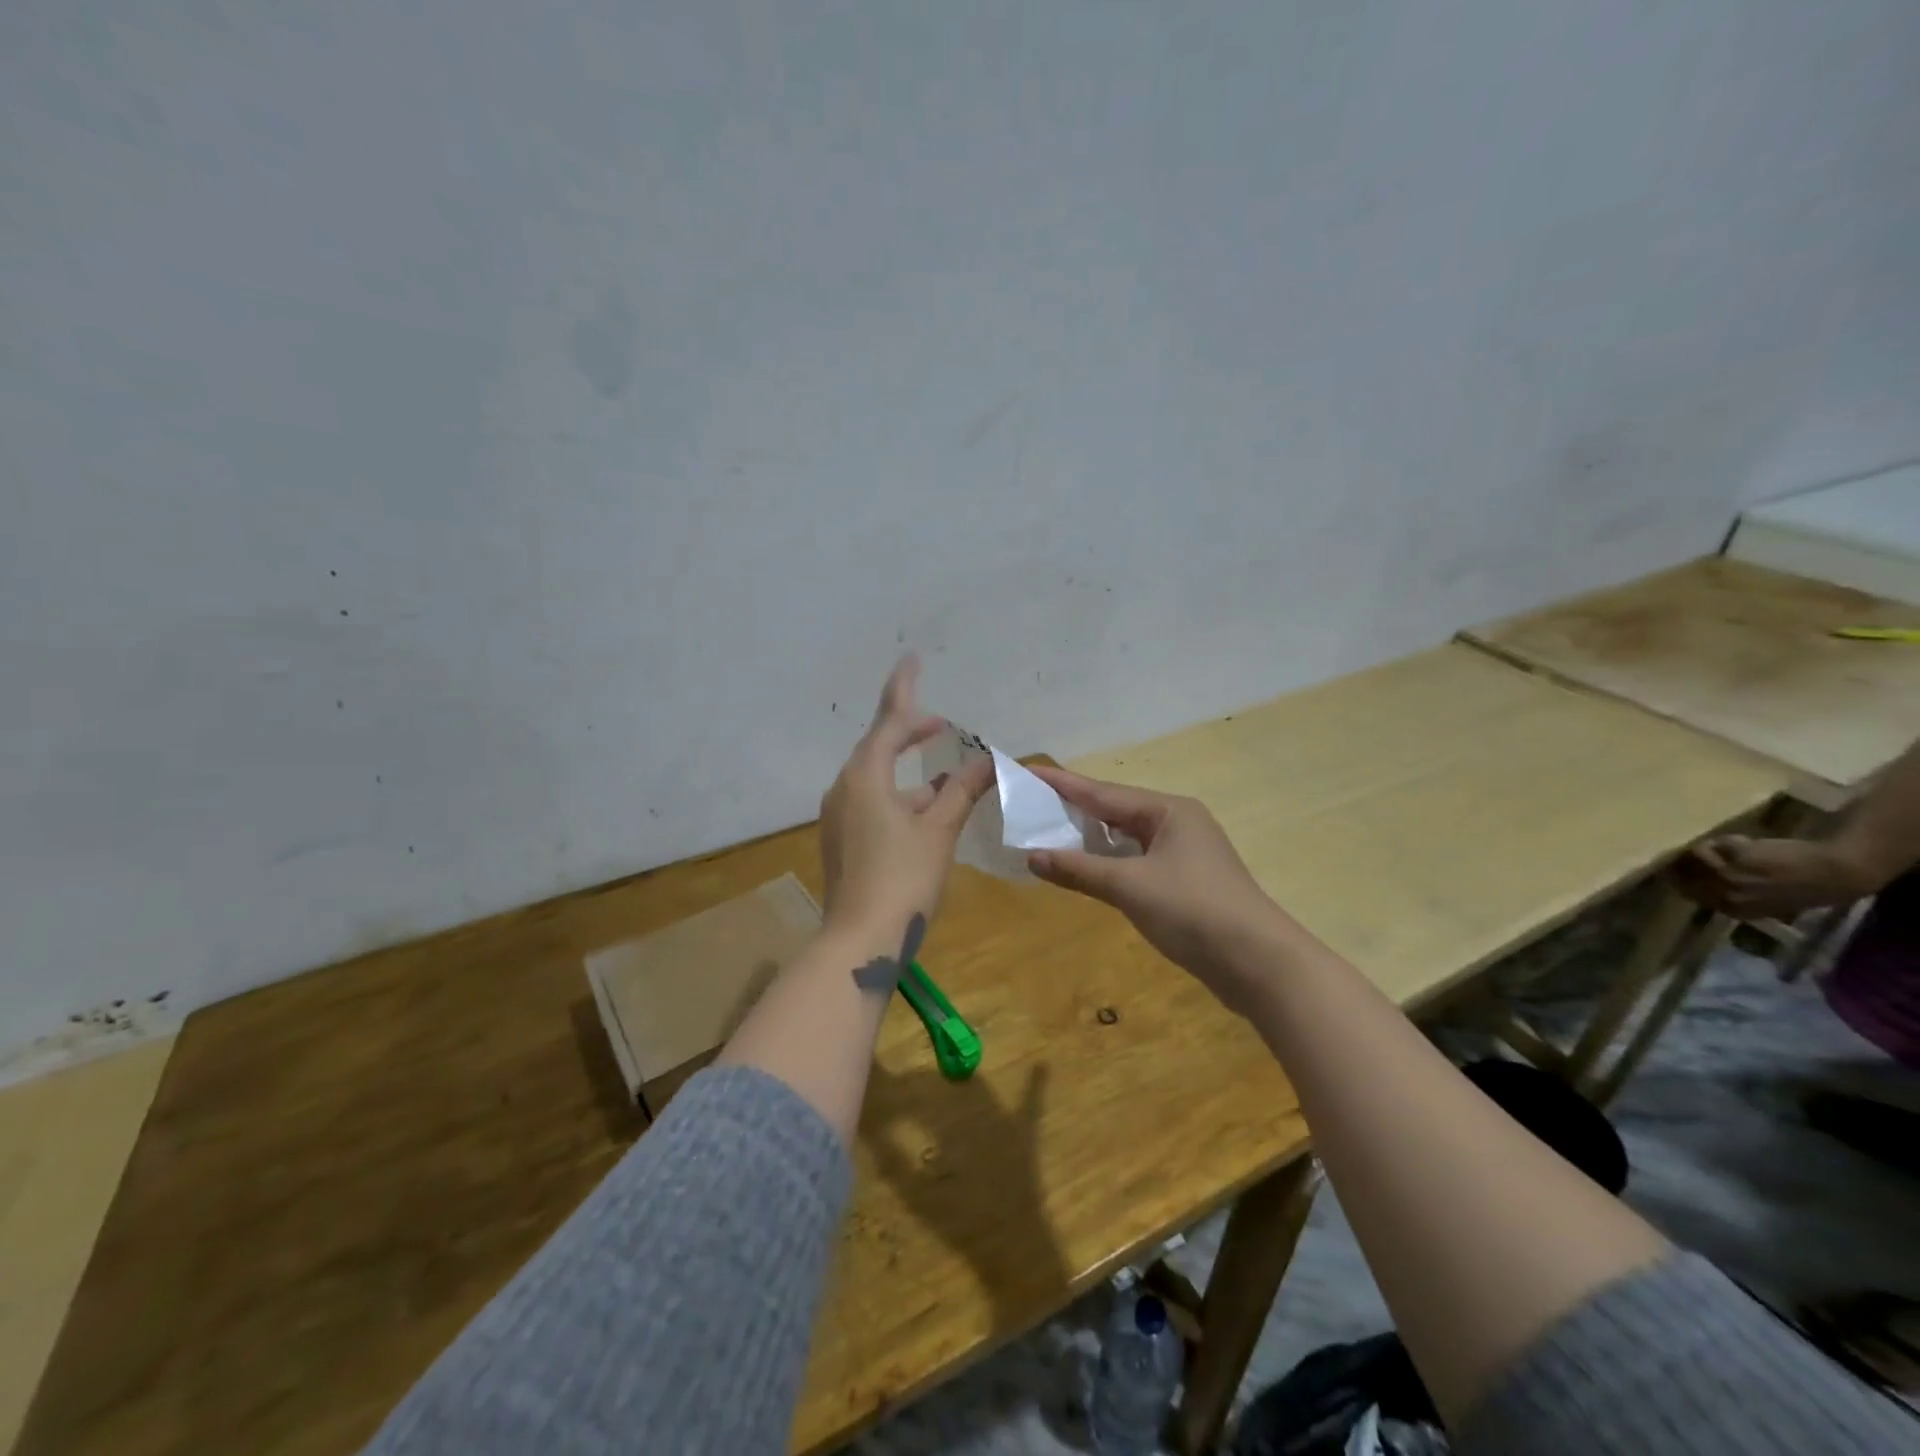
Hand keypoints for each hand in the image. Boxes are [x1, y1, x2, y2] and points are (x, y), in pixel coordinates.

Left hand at [818, 655, 994, 947]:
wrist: (859, 941)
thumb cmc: (903, 878)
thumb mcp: (939, 830)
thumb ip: (962, 791)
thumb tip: (987, 761)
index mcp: (865, 776)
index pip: (889, 721)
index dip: (904, 689)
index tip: (913, 659)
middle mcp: (844, 788)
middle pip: (877, 747)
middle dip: (908, 731)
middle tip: (938, 725)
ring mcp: (838, 816)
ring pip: (875, 778)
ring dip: (905, 768)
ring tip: (940, 770)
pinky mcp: (842, 841)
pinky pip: (870, 800)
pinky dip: (897, 794)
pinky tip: (922, 809)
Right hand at [1025, 766, 1286, 1015]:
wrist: (1259, 963)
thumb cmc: (1193, 911)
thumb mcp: (1130, 887)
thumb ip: (1079, 870)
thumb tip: (1032, 857)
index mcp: (1168, 811)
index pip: (1102, 792)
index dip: (1062, 784)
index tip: (1027, 771)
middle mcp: (1177, 823)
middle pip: (1115, 811)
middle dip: (1074, 809)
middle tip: (1031, 805)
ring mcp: (1185, 853)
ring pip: (1126, 837)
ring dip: (1091, 839)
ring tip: (1049, 833)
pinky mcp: (1186, 882)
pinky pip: (1137, 860)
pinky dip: (1109, 862)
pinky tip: (1087, 868)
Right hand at [1676, 834, 1868, 919]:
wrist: (1837, 873)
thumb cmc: (1811, 890)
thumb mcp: (1770, 903)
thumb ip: (1738, 898)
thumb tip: (1705, 889)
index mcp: (1733, 909)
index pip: (1690, 894)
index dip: (1680, 881)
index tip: (1675, 870)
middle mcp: (1726, 894)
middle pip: (1687, 874)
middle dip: (1684, 863)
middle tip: (1685, 853)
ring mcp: (1730, 873)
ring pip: (1696, 855)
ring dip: (1707, 849)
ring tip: (1720, 845)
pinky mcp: (1738, 855)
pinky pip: (1718, 844)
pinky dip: (1728, 841)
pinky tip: (1744, 840)